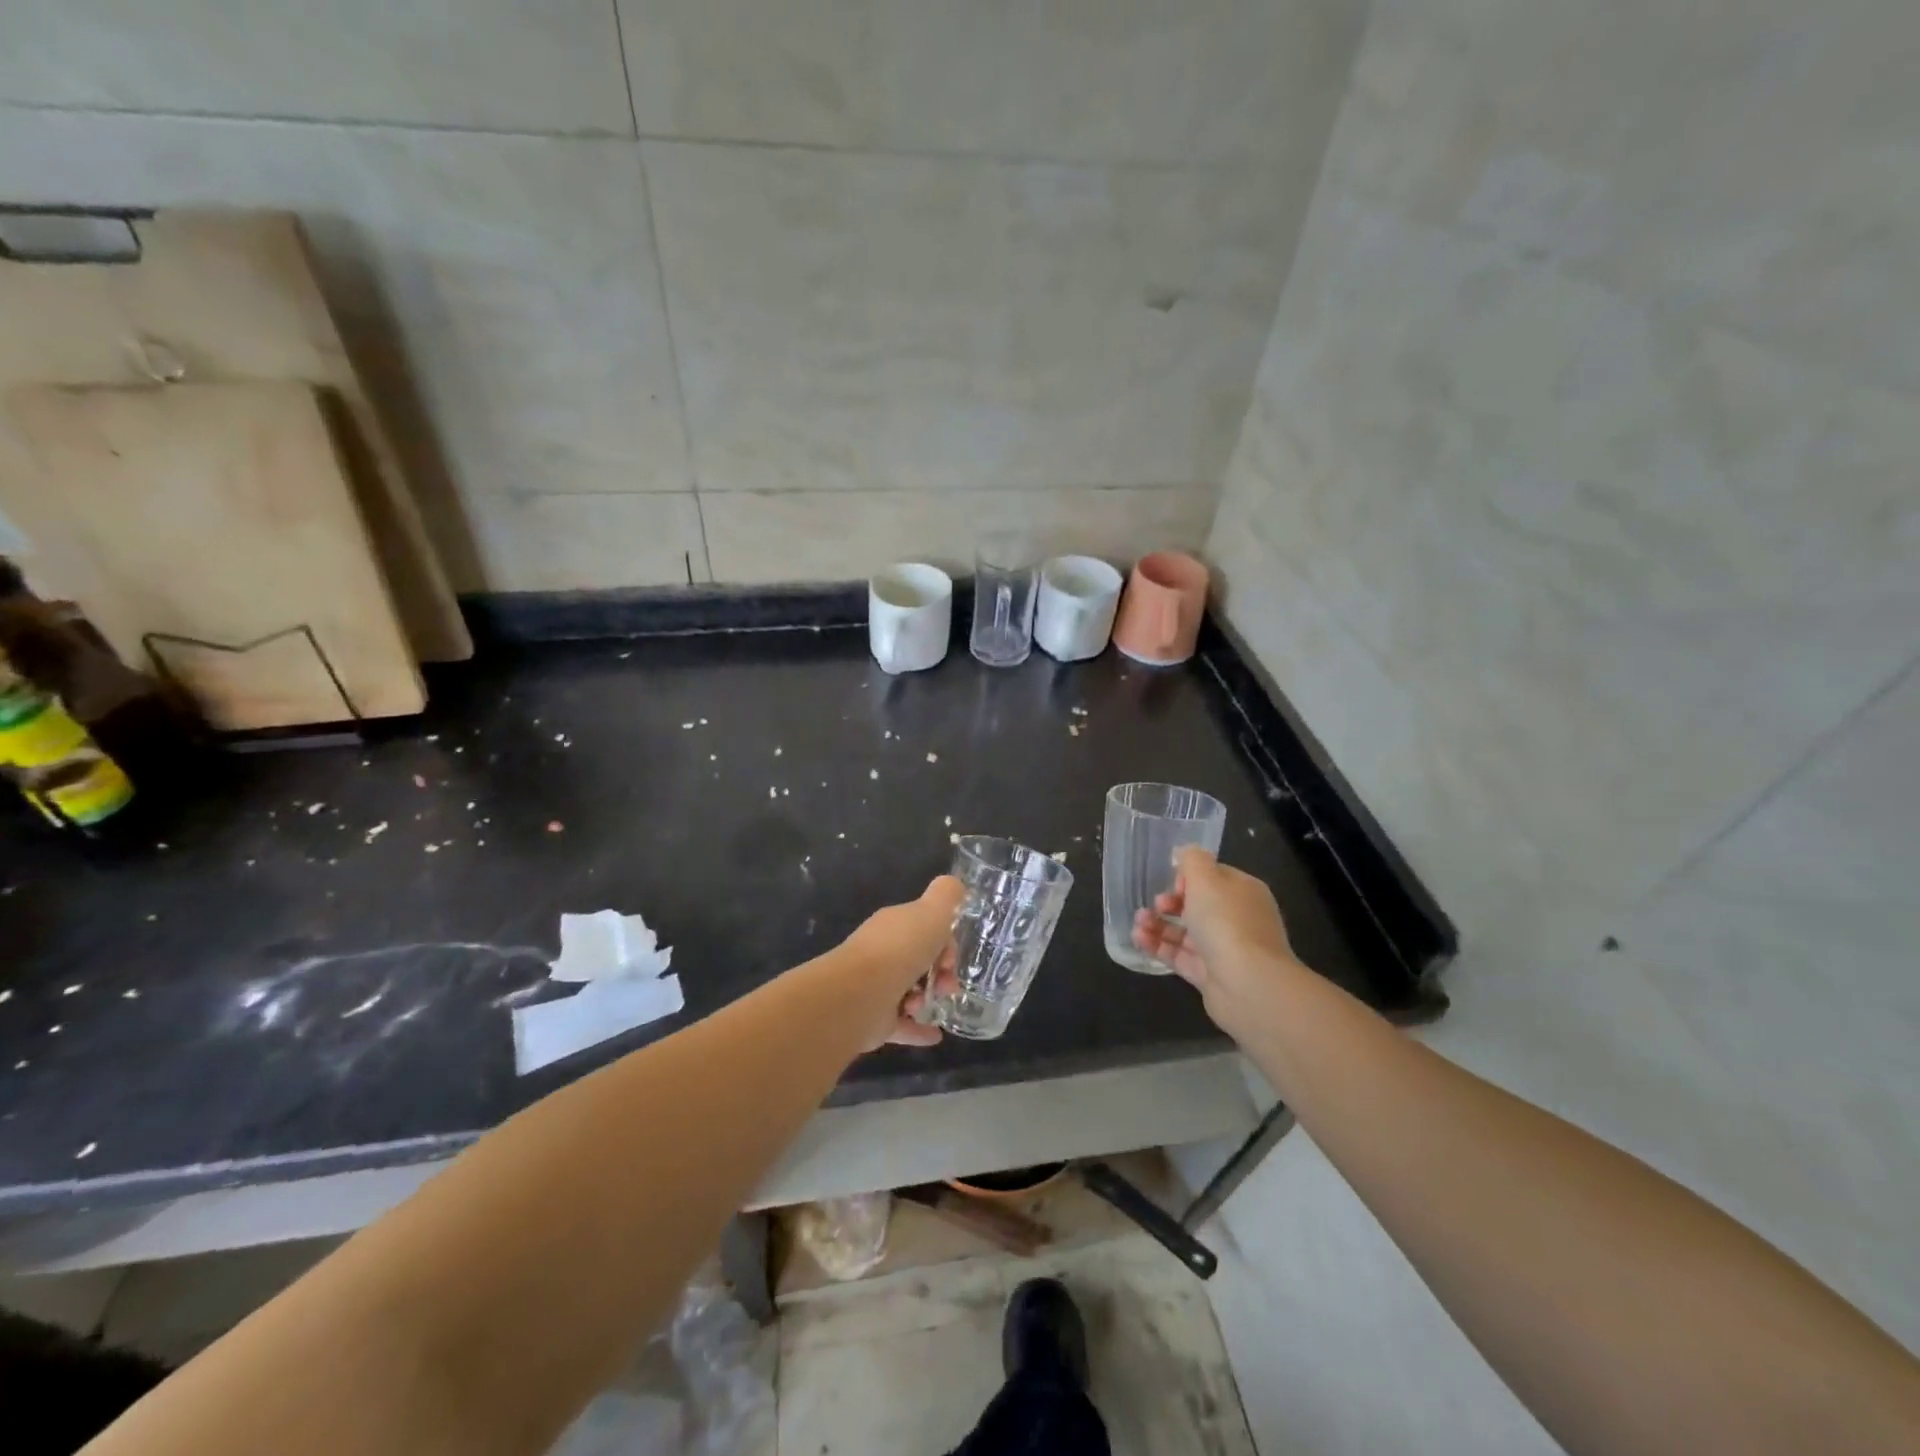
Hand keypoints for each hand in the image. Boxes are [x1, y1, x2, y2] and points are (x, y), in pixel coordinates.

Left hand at [838, 875, 964, 1048]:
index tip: (952, 958)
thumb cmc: (900, 949)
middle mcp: (882, 953)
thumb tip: (955, 884)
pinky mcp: (872, 1019)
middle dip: (941, 973)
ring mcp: (875, 987)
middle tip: (948, 986)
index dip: (945, 942)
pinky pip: (901, 1025)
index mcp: (894, 926)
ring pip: (910, 991)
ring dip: (928, 998)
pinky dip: (918, 1030)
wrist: (861, 994)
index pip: (925, 929)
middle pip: (919, 960)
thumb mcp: (933, 912)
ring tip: (928, 1005)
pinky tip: (936, 1035)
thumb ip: (947, 896)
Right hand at [1132, 848, 1298, 1032]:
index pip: (1214, 877)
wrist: (1247, 985)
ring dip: (1159, 924)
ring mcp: (1225, 950)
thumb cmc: (1226, 922)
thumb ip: (1192, 860)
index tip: (1171, 881)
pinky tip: (1138, 939)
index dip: (1189, 876)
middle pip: (1198, 905)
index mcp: (1243, 892)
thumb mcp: (1206, 878)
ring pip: (1186, 932)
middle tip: (1156, 904)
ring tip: (1138, 922)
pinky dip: (1159, 946)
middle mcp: (1237, 919)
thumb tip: (1184, 852)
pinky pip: (1180, 956)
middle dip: (1170, 902)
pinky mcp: (1210, 976)